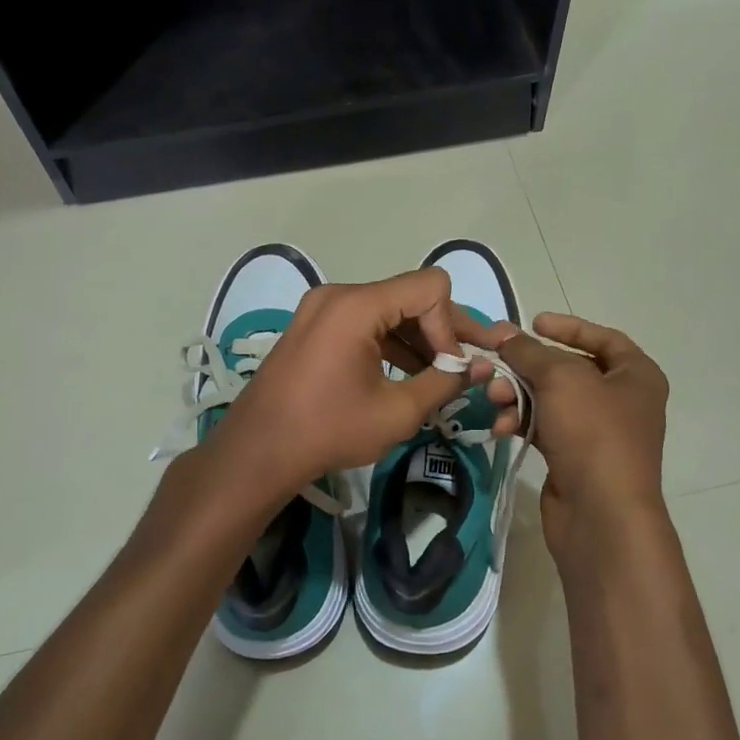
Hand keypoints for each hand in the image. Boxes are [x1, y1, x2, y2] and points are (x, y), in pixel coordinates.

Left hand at [208, 268, 501, 500]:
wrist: (258, 451)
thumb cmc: (329, 431)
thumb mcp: (397, 412)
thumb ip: (445, 382)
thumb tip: (482, 368)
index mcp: (357, 306)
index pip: (430, 287)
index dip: (451, 325)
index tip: (450, 367)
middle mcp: (339, 295)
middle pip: (410, 295)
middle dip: (441, 330)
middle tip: (470, 364)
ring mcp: (323, 308)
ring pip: (389, 309)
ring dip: (418, 338)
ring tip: (440, 375)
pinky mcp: (315, 325)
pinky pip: (365, 321)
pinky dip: (391, 341)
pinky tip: (408, 373)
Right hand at [472, 312, 668, 559]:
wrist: (601, 514)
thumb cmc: (593, 432)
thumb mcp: (560, 378)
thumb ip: (529, 351)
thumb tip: (503, 334)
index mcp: (636, 375)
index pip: (603, 338)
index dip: (568, 327)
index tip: (533, 322)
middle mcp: (622, 401)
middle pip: (568, 369)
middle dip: (528, 366)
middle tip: (495, 363)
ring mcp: (598, 432)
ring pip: (550, 399)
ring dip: (518, 394)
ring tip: (494, 398)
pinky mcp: (574, 458)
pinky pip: (543, 427)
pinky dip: (521, 422)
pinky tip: (500, 427)